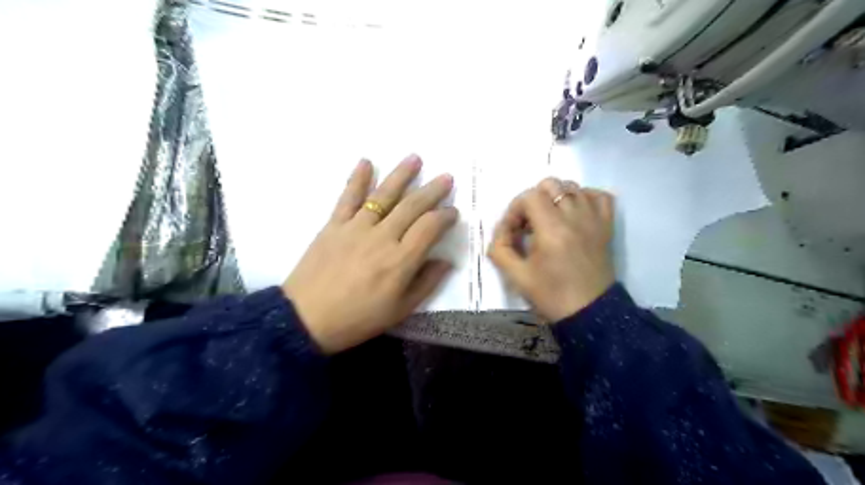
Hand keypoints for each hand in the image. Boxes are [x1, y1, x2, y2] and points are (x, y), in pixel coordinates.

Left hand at [285, 154, 457, 352]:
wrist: (306, 320)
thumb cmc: (357, 318)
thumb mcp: (400, 310)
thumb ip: (426, 283)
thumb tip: (446, 261)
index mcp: (400, 261)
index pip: (429, 228)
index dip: (445, 216)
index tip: (453, 212)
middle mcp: (382, 237)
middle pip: (412, 206)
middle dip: (432, 190)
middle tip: (446, 177)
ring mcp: (356, 227)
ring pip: (383, 195)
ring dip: (401, 175)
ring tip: (415, 158)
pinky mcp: (334, 225)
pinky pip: (348, 197)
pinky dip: (357, 178)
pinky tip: (366, 161)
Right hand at [485, 175, 614, 322]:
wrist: (590, 313)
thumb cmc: (551, 296)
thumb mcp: (517, 276)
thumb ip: (500, 250)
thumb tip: (501, 233)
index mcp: (552, 230)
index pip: (529, 197)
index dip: (515, 210)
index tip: (514, 232)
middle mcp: (575, 217)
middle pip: (551, 184)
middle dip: (533, 200)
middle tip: (529, 224)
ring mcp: (594, 219)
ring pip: (573, 187)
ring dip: (555, 198)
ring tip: (550, 220)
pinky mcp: (607, 226)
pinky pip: (599, 196)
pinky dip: (584, 197)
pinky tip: (574, 214)